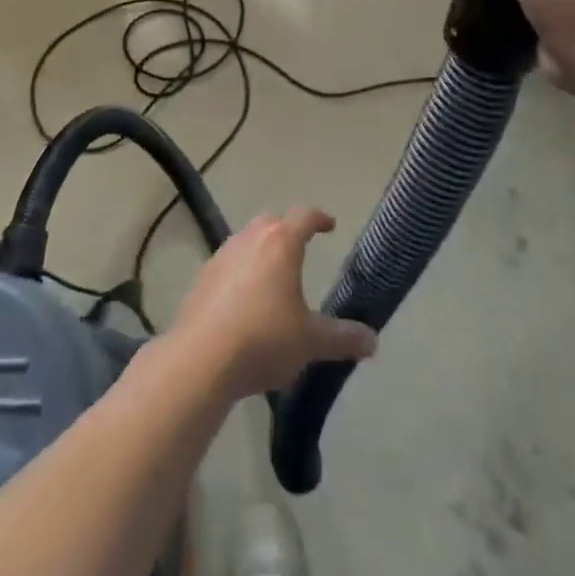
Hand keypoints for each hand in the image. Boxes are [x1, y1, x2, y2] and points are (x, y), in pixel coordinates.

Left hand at [169, 207, 376, 399]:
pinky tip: (245, 301)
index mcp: (280, 243)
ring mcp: (221, 256)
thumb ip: (343, 338)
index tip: (329, 226)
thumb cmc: (264, 339)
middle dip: (288, 230)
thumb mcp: (311, 342)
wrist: (201, 359)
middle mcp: (249, 240)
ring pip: (246, 241)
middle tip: (301, 247)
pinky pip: (228, 264)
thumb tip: (373, 340)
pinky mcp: (202, 278)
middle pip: (271, 222)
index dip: (319, 218)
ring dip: (261, 250)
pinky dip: (241, 272)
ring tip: (274, 276)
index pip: (303, 216)